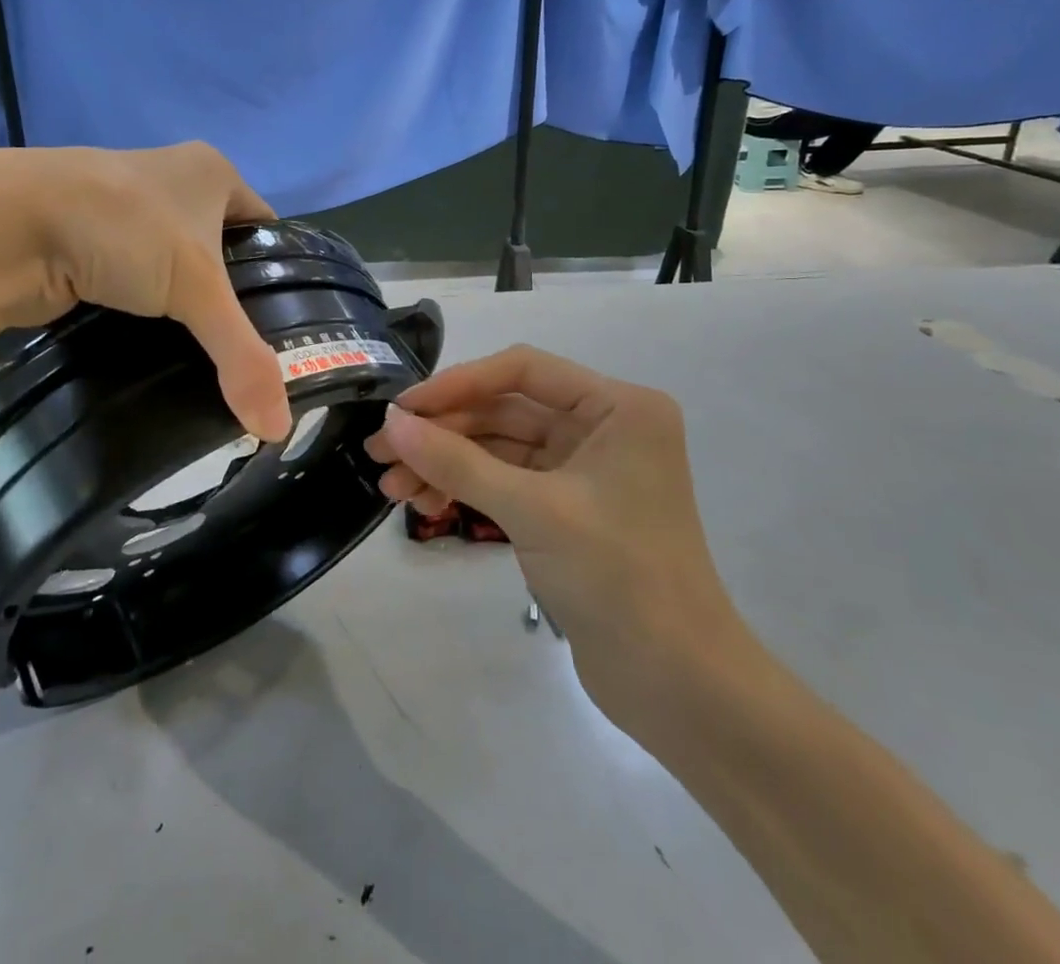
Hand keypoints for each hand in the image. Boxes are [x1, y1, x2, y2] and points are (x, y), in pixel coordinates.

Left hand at [0, 142, 292, 443]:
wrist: (4, 226)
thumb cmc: (122, 229)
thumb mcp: (196, 288)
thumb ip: (242, 356)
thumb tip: (278, 430)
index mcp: (211, 171)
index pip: (265, 226)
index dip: (280, 272)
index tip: (287, 326)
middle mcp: (170, 181)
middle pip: (220, 250)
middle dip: (230, 297)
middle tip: (245, 352)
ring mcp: (123, 211)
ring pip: (173, 267)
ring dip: (183, 306)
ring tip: (203, 358)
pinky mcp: (86, 242)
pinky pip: (133, 281)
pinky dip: (144, 311)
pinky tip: (154, 347)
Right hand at [364, 346, 743, 727]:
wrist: (679, 688)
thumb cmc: (619, 579)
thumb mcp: (532, 511)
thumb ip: (457, 461)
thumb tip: (391, 422)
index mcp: (618, 407)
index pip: (523, 370)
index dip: (458, 384)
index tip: (402, 408)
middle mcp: (603, 427)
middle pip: (505, 409)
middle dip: (442, 431)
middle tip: (381, 452)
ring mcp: (584, 470)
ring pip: (499, 448)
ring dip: (446, 462)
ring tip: (392, 488)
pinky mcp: (567, 509)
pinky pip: (505, 481)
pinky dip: (466, 488)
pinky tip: (426, 504)